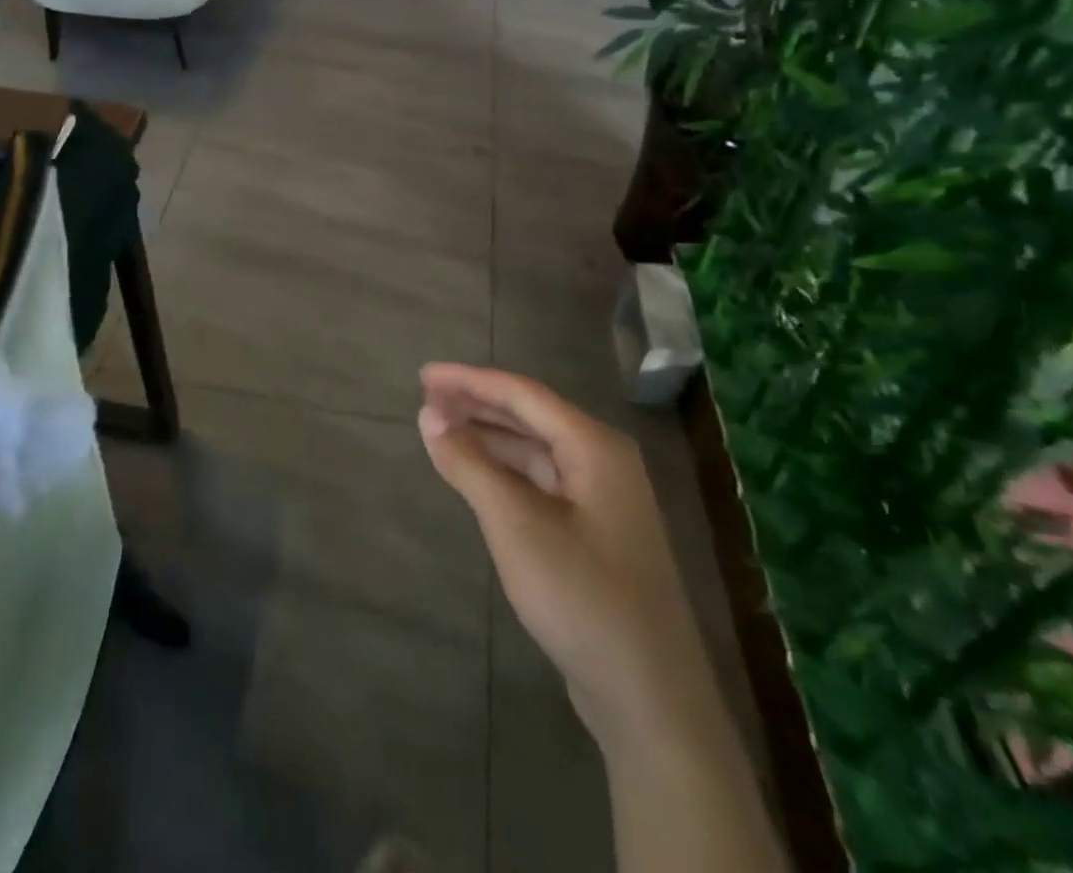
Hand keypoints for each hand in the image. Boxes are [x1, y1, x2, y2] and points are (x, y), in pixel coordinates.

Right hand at [415, 363, 712, 742]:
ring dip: (488, 438)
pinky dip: (503, 472)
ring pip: (534, 450)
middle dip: (476, 405)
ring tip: (440, 430)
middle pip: (529, 416)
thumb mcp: (514, 523)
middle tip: (425, 399)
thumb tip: (429, 415)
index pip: (522, 394)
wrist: (649, 697)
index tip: (423, 376)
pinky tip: (476, 476)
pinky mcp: (593, 533)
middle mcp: (602, 461)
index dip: (469, 381)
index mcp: (593, 446)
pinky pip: (540, 481)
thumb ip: (469, 463)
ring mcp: (601, 499)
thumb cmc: (581, 595)